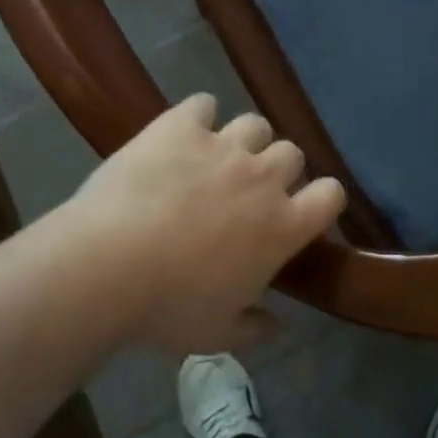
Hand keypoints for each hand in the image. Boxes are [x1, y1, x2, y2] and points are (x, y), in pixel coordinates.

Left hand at [61, 94, 345, 352]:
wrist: (106, 265)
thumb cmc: (168, 306)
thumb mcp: (216, 333)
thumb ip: (254, 328)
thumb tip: (277, 325)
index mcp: (281, 226)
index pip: (331, 195)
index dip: (322, 199)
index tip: (302, 211)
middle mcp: (262, 177)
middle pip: (292, 153)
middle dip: (277, 169)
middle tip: (248, 191)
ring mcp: (222, 146)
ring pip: (255, 124)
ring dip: (244, 140)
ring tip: (217, 159)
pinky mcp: (181, 126)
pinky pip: (203, 104)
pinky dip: (198, 116)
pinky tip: (182, 134)